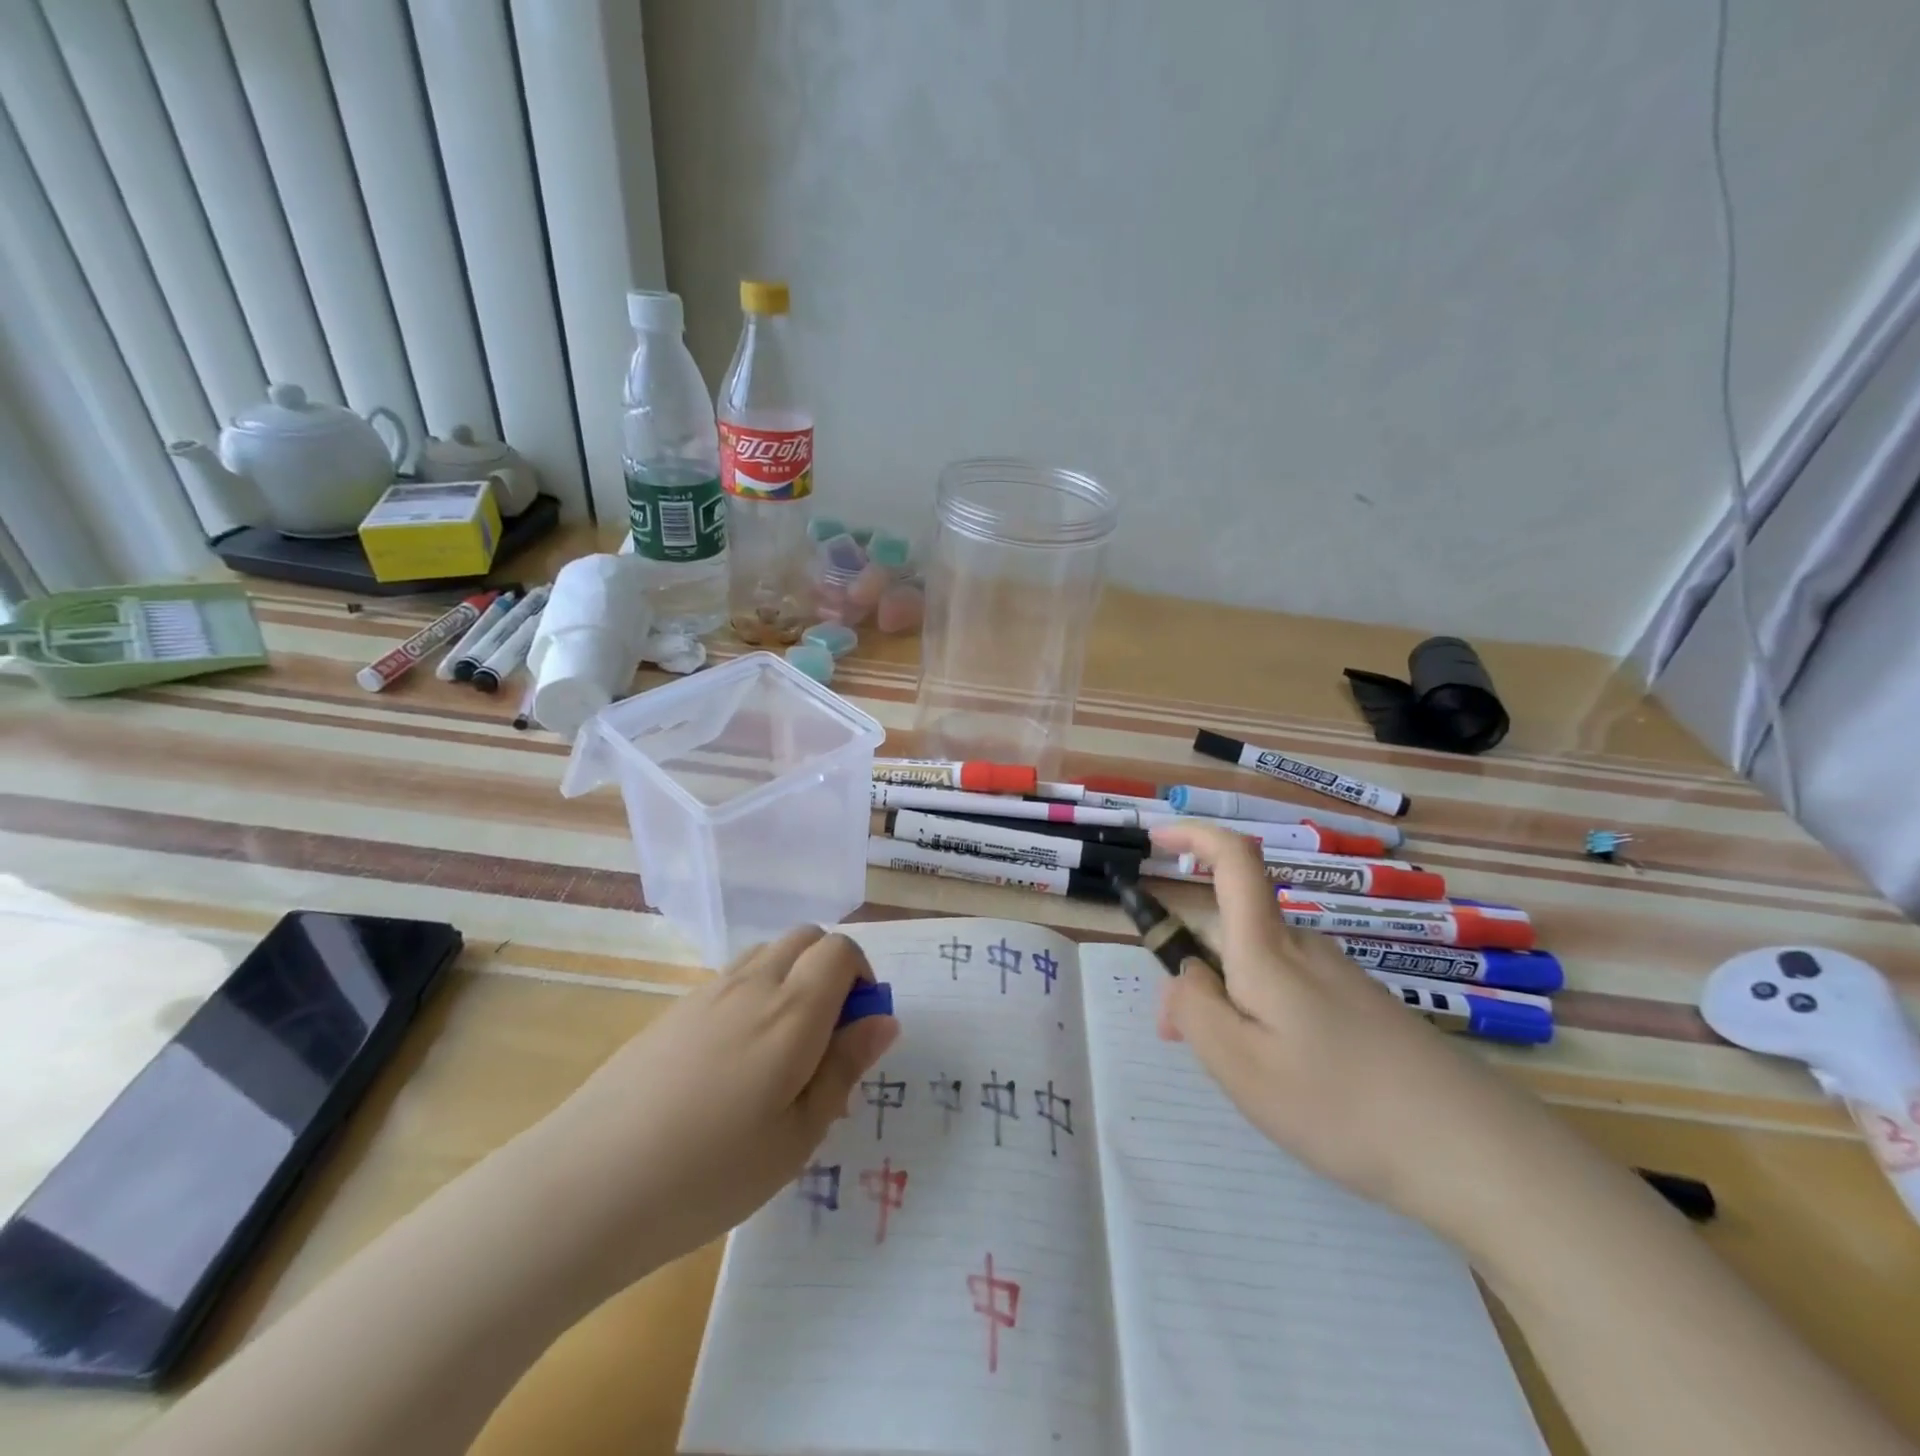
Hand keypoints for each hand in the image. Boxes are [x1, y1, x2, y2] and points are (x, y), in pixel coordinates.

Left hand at [530, 926, 897, 1277]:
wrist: (587, 1185)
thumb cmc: (709, 1173)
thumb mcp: (797, 1136)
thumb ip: (844, 1068)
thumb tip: (884, 1020)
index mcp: (792, 1010)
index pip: (842, 950)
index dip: (863, 976)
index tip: (858, 1028)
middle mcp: (753, 984)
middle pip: (806, 938)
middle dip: (831, 969)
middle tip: (825, 1037)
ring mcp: (707, 992)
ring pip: (768, 952)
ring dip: (792, 977)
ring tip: (781, 1049)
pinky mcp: (673, 1010)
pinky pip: (731, 977)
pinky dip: (754, 993)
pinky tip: (733, 1061)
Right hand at [1151, 822, 1532, 1234]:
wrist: (1475, 1151)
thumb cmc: (1340, 1103)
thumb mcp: (1241, 1065)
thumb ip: (1195, 1009)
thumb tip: (1186, 976)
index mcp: (1268, 948)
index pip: (1234, 859)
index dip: (1194, 836)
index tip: (1157, 842)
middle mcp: (1304, 947)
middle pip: (1234, 928)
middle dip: (1195, 968)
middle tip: (1180, 1038)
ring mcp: (1339, 976)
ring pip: (1260, 968)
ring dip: (1230, 1001)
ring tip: (1241, 1075)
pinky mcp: (1362, 1007)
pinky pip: (1291, 992)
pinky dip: (1265, 1018)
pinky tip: (1292, 1080)